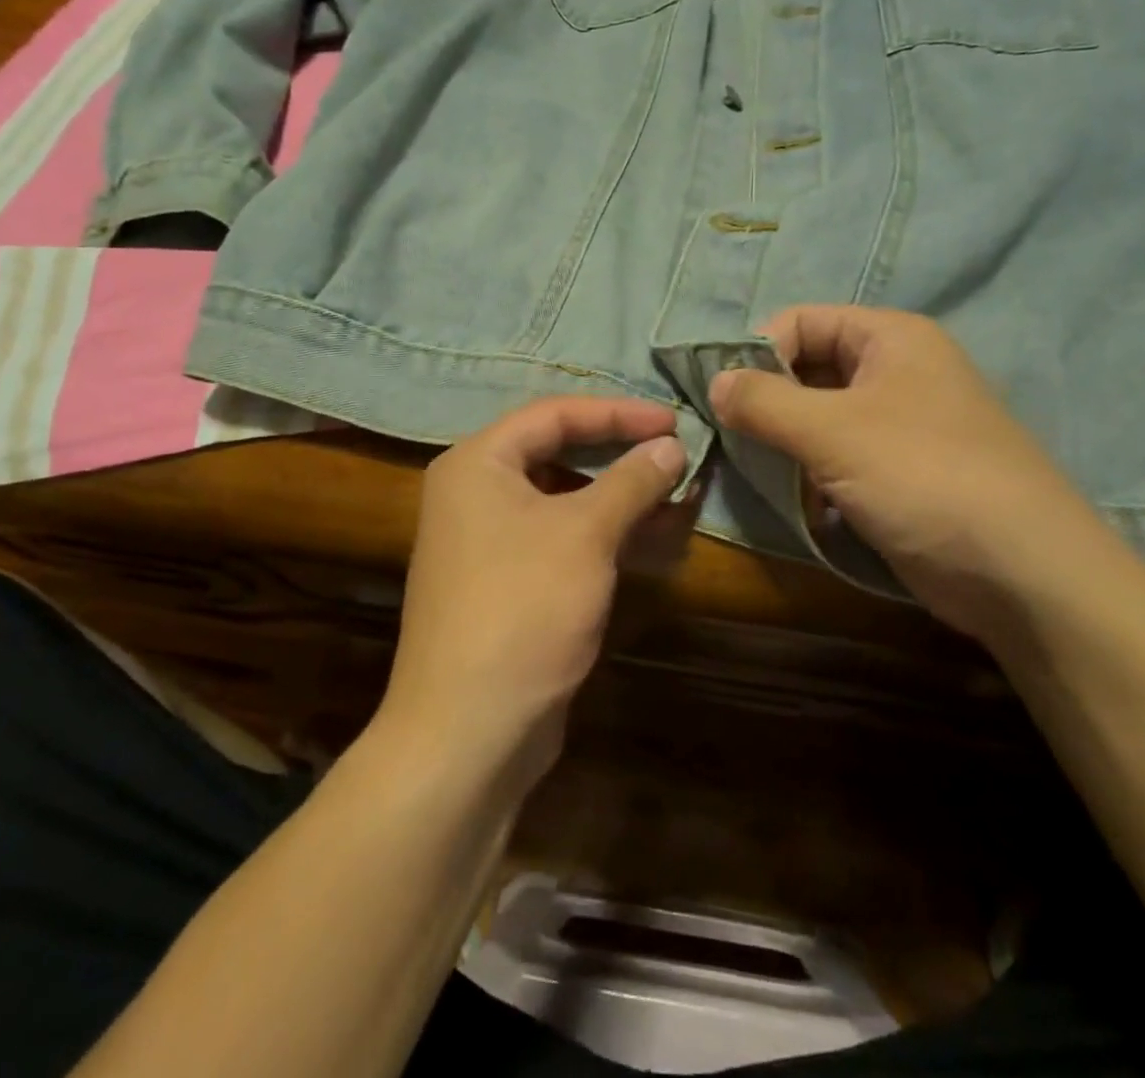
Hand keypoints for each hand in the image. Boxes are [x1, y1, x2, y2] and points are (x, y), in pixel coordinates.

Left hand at [379, 397, 685, 785]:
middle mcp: (475, 494)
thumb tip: (671, 446)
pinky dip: (604, 536)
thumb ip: (631, 481)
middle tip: (675, 456)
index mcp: (477, 464)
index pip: (553, 414)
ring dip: (619, 499)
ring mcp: (489, 543)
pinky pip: (561, 540)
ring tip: (676, 499)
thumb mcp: (584, 534)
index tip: (672, 420)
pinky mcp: (508, 584)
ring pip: (564, 501)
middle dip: (620, 456)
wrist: (468, 731)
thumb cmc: (523, 608)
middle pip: (557, 453)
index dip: (617, 413)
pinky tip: (652, 539)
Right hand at [709, 306, 1118, 641]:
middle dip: (769, 402)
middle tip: (736, 441)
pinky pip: (839, 458)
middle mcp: (897, 371)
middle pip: (809, 368)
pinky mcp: (900, 473)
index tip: (728, 400)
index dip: (760, 353)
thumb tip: (714, 383)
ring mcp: (901, 424)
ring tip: (766, 475)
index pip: (801, 321)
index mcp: (890, 338)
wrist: (1023, 574)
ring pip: (820, 418)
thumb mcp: (833, 431)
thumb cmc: (925, 476)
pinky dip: (813, 475)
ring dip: (787, 444)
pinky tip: (802, 505)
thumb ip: (764, 401)